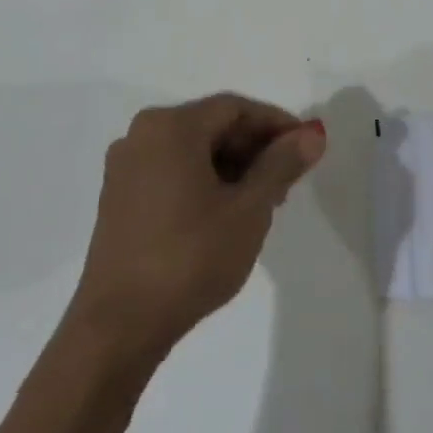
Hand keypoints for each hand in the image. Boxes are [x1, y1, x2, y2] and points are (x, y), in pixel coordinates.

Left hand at [70, 93, 326, 365]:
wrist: (120, 324)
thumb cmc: (191, 257)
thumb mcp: (249, 209)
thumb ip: (281, 164)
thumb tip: (313, 134)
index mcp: (170, 127)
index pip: (235, 108)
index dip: (277, 124)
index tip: (308, 148)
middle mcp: (141, 135)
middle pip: (211, 126)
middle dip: (255, 147)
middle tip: (290, 180)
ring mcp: (125, 167)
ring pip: (192, 151)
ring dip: (233, 167)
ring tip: (264, 202)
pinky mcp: (119, 198)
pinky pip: (172, 172)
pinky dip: (205, 181)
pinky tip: (227, 213)